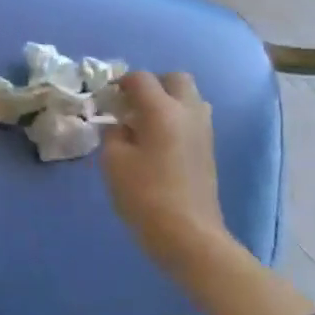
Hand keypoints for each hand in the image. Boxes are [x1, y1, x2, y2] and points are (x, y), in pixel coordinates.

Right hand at [101, 71, 227, 271]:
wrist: (189, 236)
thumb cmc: (145, 196)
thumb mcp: (113, 161)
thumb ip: (114, 133)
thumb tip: (121, 125)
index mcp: (162, 110)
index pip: (141, 78)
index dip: (120, 83)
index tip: (106, 98)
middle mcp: (188, 112)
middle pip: (175, 79)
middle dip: (152, 85)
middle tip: (131, 105)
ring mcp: (204, 131)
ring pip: (189, 98)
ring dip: (168, 101)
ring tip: (145, 124)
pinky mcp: (208, 150)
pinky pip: (193, 119)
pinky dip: (176, 120)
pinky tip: (158, 143)